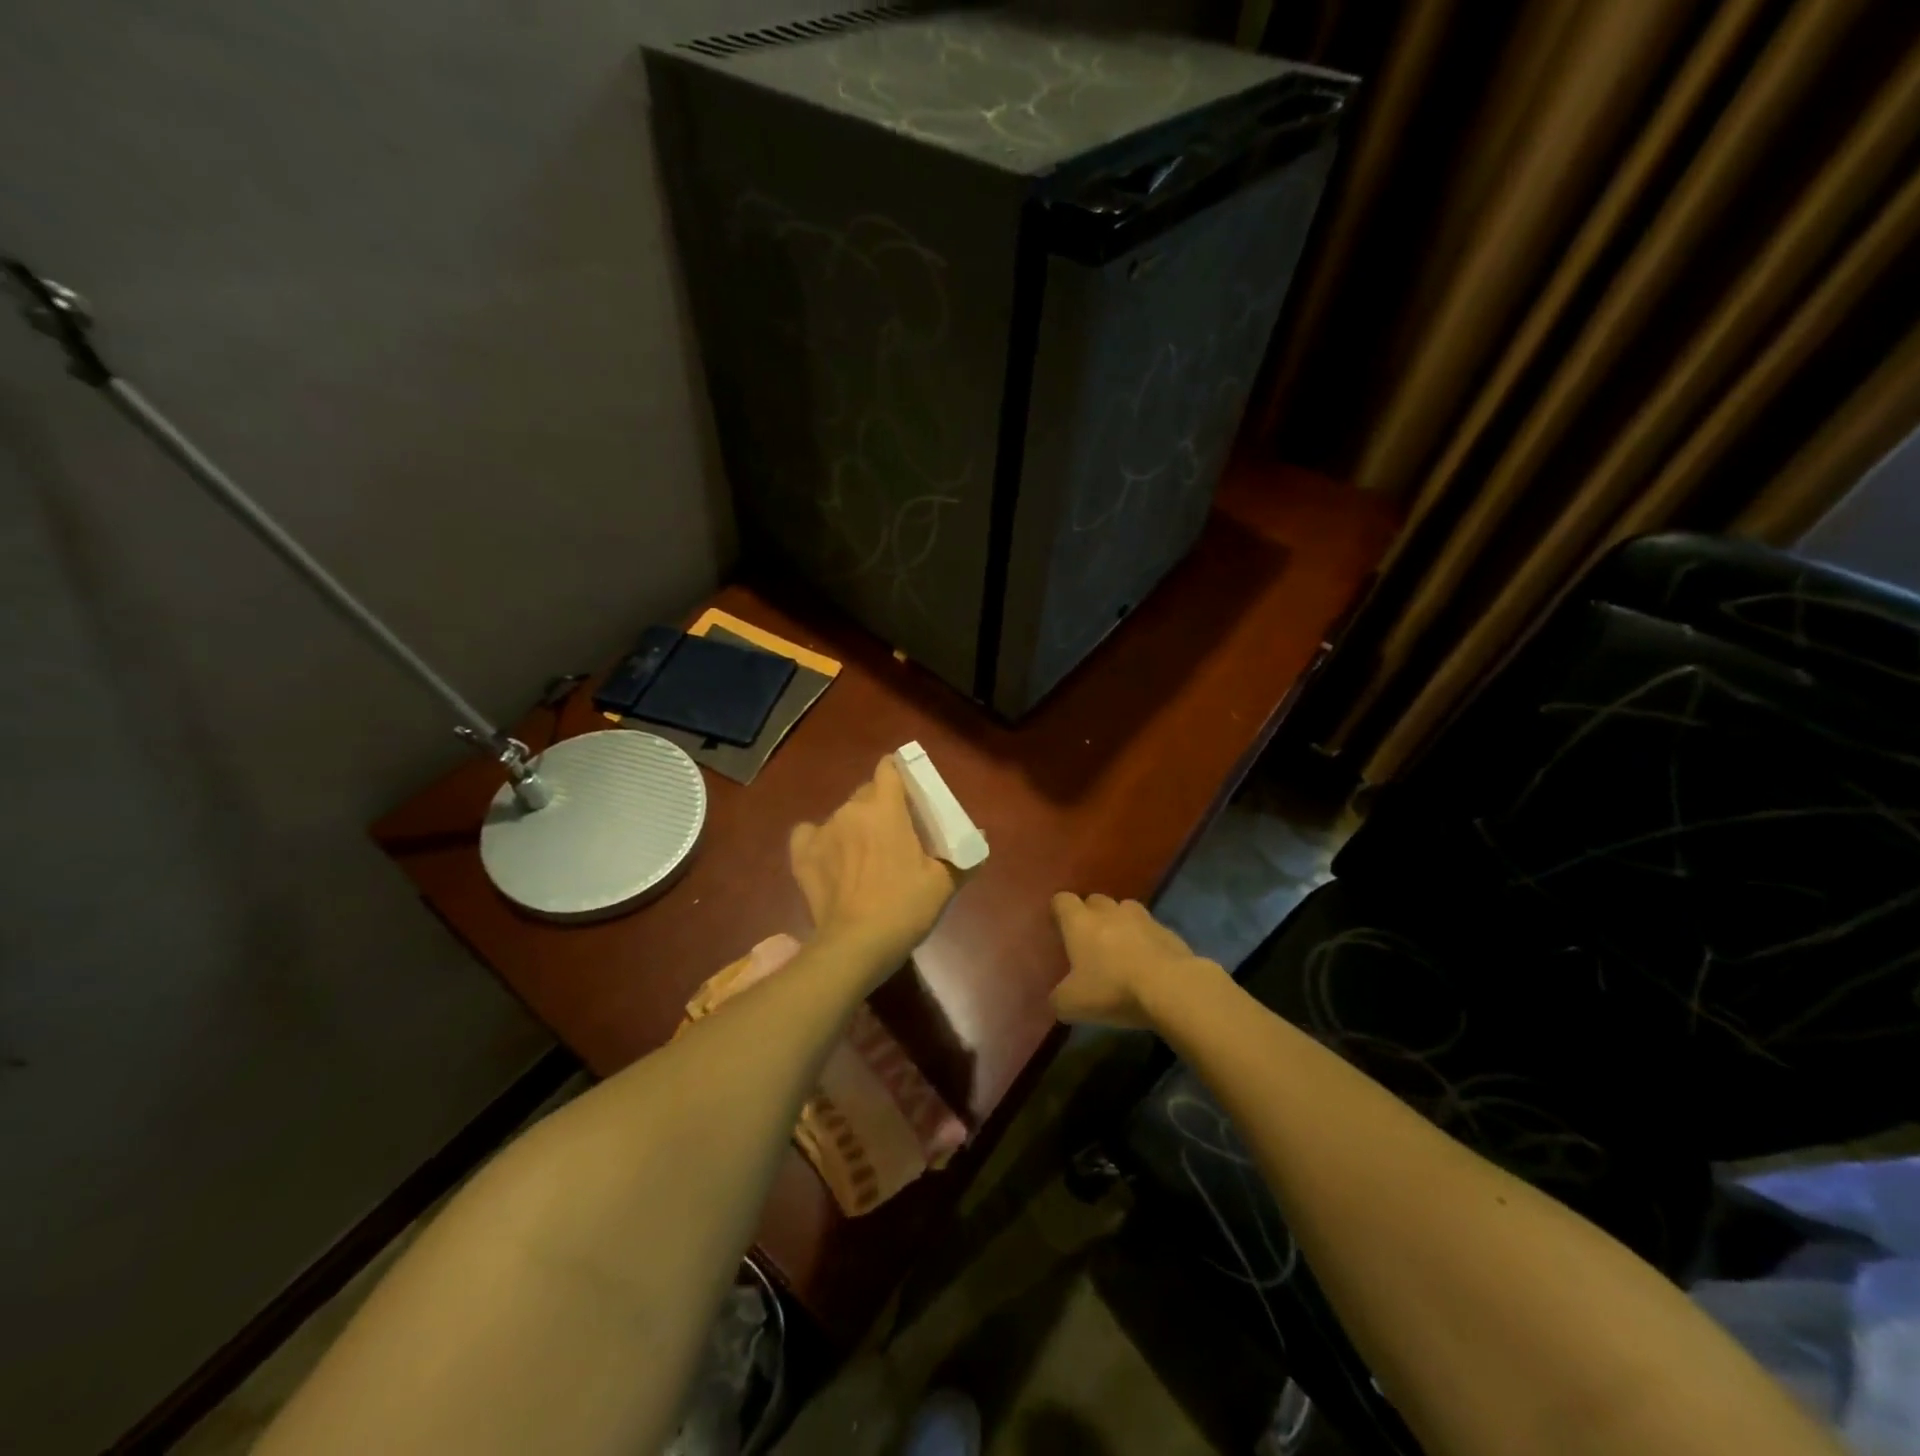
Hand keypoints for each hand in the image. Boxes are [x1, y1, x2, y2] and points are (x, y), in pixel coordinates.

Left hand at [790, 757, 958, 968]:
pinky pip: (810, 833)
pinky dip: (821, 840)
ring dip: (855, 826)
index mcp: (885, 809)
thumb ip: (964, 856)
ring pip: (842, 814)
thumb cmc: (904, 907)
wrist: (856, 945)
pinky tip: (831, 856)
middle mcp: (850, 810)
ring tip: (865, 855)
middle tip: (896, 832)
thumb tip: (980, 837)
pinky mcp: (802, 855)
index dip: (898, 774)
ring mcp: (822, 831)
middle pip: (866, 792)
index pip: (888, 768)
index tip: (909, 792)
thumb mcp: (943, 883)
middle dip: (881, 805)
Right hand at [1050, 893, 1209, 1029]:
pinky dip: (1145, 940)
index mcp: (1080, 922)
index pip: (1062, 900)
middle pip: (1095, 900)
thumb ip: (1059, 999)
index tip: (1058, 927)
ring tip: (1119, 946)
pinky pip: (1150, 929)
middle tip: (1088, 940)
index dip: (1058, 911)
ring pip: (1125, 909)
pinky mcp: (1168, 932)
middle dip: (1090, 915)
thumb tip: (1058, 999)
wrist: (1171, 987)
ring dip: (1120, 922)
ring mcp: (1142, 918)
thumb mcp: (1073, 1004)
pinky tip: (1147, 962)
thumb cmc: (1113, 989)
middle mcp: (1109, 912)